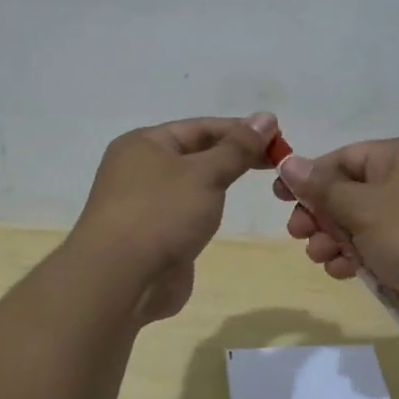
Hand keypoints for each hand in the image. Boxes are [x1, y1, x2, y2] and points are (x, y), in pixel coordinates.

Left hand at [72, 113, 278, 322]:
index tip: (278, 135)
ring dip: (220, 182)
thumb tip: (266, 118)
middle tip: (277, 159)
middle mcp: (139, 170)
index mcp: (143, 144)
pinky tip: (226, 214)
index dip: (240, 129)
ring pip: (190, 185)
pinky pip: (185, 213)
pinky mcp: (152, 236)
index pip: (200, 127)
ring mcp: (143, 205)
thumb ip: (237, 148)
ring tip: (259, 183)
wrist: (120, 280)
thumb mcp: (205, 173)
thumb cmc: (161, 214)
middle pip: (195, 153)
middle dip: (233, 155)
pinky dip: (207, 210)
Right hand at [273, 137, 398, 333]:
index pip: (344, 158)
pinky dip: (356, 258)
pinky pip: (376, 249)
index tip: (280, 196)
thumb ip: (323, 188)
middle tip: (298, 233)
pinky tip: (342, 272)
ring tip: (321, 257)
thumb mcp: (364, 207)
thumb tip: (289, 162)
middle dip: (320, 214)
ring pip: (359, 224)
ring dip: (334, 240)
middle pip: (348, 192)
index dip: (310, 176)